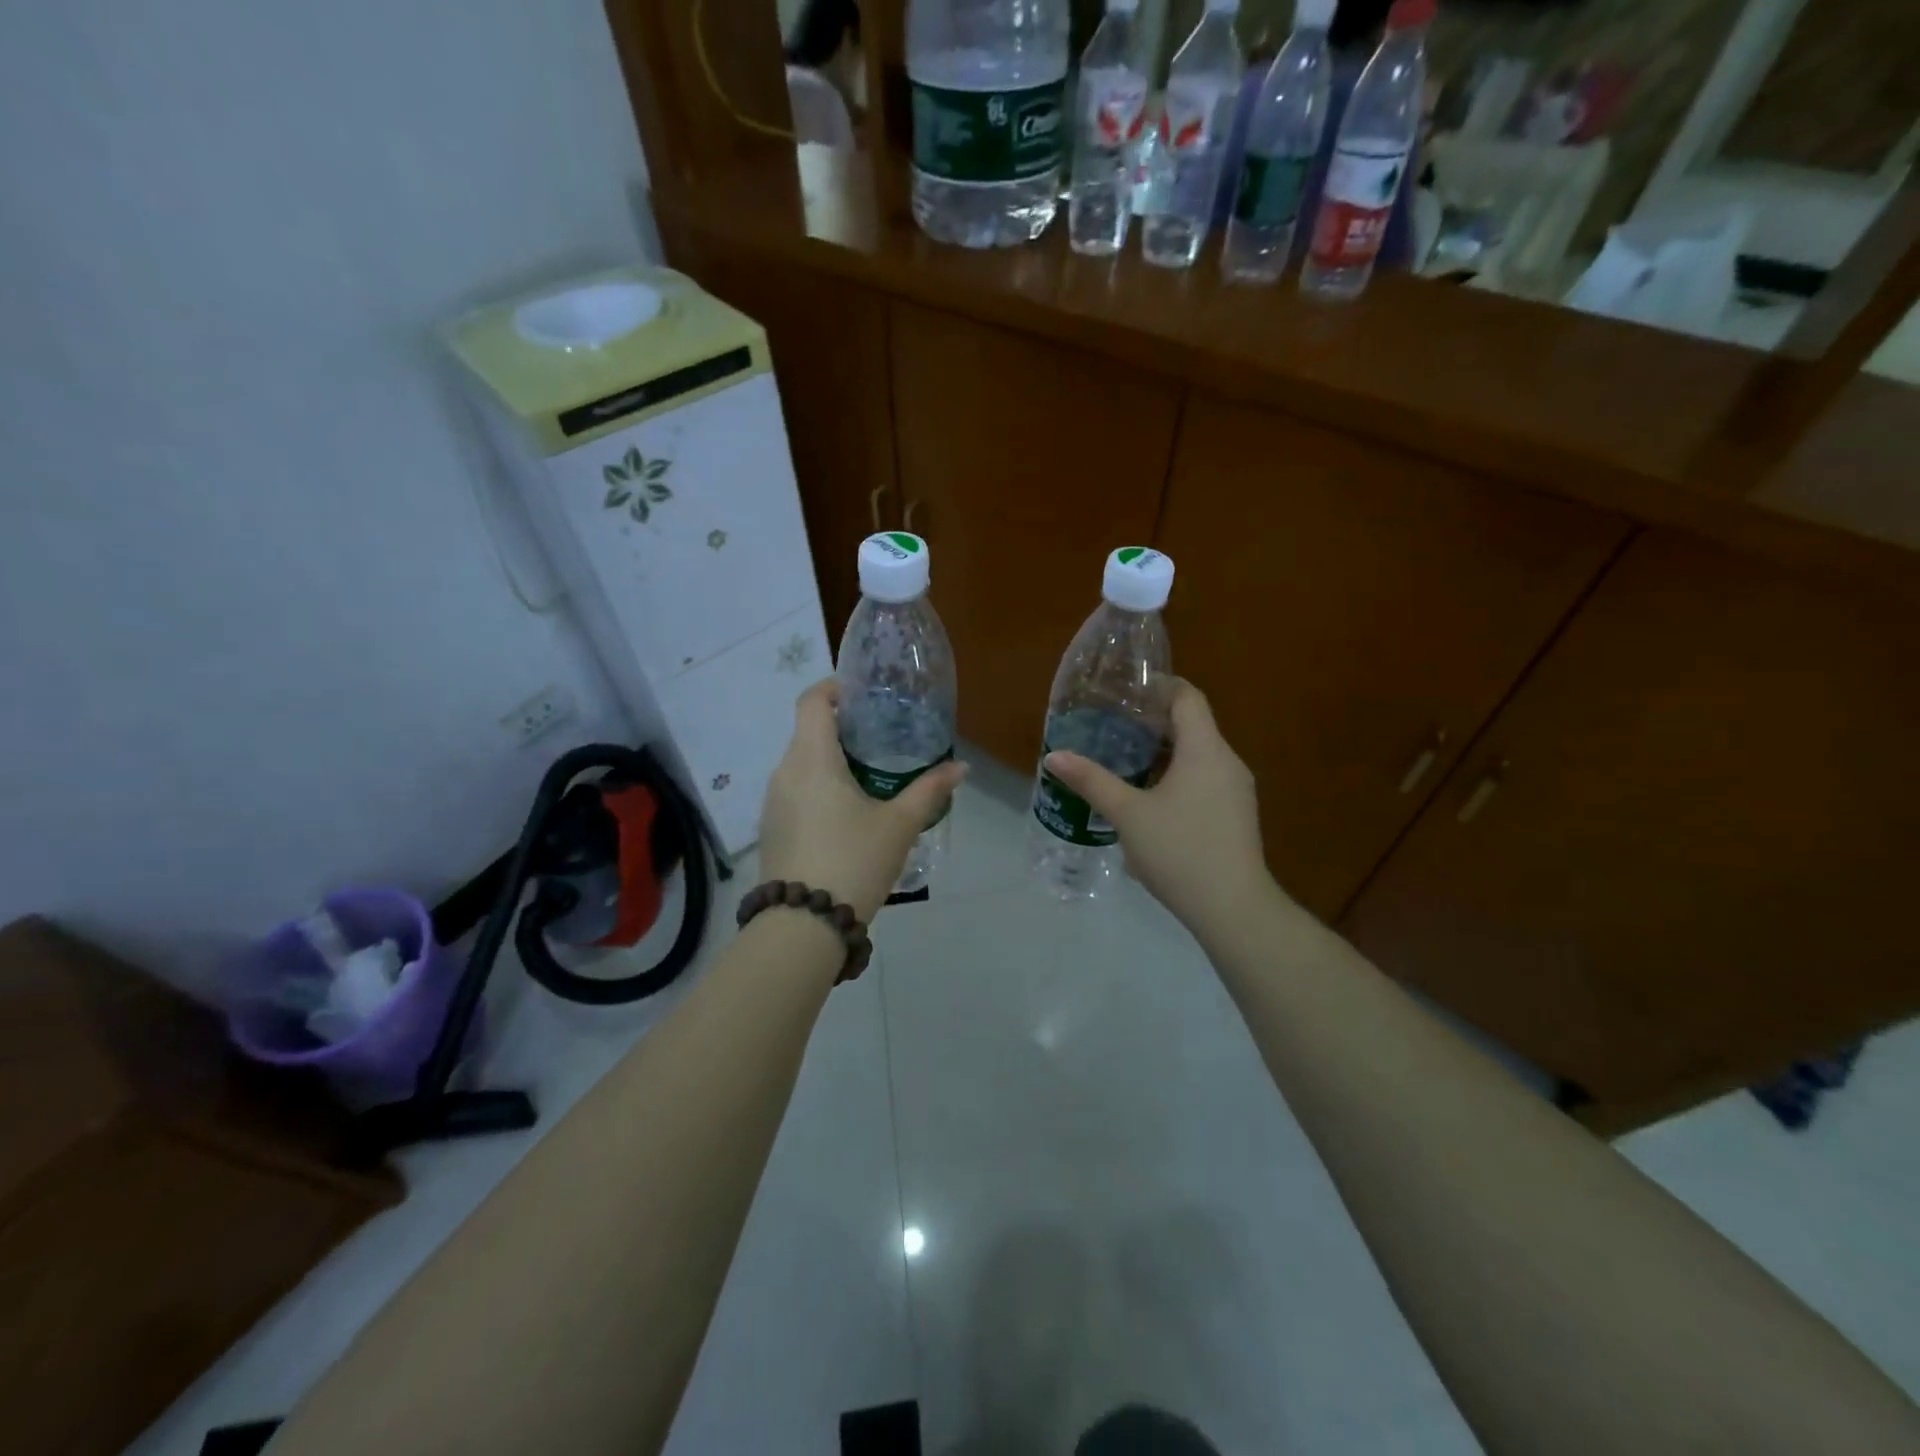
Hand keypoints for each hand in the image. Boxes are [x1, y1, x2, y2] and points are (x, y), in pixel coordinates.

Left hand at [759, 679, 966, 922]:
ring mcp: (773, 801)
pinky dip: (818, 786)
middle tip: (882, 737)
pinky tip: (846, 812)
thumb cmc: (854, 861)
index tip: (864, 695)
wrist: (803, 925)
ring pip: (801, 763)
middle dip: (842, 727)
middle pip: (808, 731)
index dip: (835, 687)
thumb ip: (930, 791)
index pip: (812, 700)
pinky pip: (795, 790)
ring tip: (868, 775)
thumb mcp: (899, 825)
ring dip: (830, 760)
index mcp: (812, 758)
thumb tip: (960, 768)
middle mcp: (784, 771)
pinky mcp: (771, 827)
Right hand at [1044, 679, 1275, 935]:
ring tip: (1125, 759)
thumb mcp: (1128, 814)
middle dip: (1153, 721)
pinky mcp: (1236, 814)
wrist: (1233, 908)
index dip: (1158, 687)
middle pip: (1193, 724)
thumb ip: (1092, 781)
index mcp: (1205, 750)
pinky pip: (1205, 778)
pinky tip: (1150, 797)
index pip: (1187, 697)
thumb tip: (1054, 756)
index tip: (1124, 691)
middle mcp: (1227, 761)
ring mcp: (1236, 789)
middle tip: (1113, 725)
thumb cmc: (1179, 851)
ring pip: (1199, 754)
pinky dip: (1178, 774)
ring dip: (1164, 751)